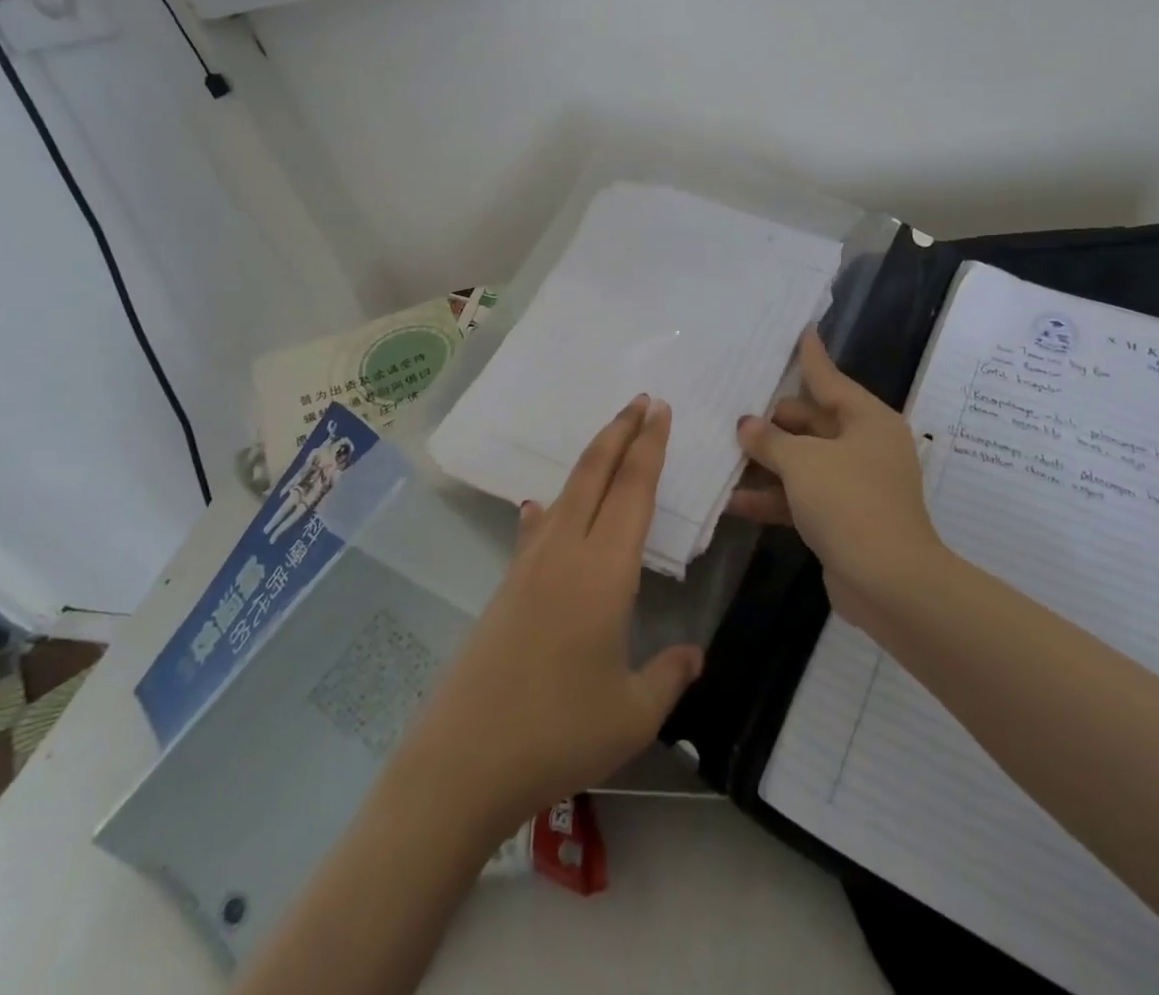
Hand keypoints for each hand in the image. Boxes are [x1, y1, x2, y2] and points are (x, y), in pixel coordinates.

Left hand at [392, 395, 702, 835]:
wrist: (464, 758)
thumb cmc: (558, 734)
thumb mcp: (632, 714)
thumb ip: (669, 677)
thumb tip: (694, 655)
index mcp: (604, 572)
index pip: (633, 491)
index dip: (649, 447)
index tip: (660, 410)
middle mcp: (566, 552)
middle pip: (595, 474)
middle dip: (620, 431)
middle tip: (643, 400)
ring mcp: (529, 564)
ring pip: (566, 492)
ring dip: (592, 458)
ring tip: (611, 439)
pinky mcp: (507, 584)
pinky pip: (536, 528)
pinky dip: (550, 507)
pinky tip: (542, 508)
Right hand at [731, 328, 945, 620]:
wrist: (889, 582)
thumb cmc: (849, 502)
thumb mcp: (802, 462)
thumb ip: (770, 440)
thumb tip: (748, 425)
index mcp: (867, 421)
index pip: (829, 379)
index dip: (810, 357)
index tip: (800, 331)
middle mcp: (864, 446)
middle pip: (810, 422)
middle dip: (772, 422)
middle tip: (732, 412)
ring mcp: (854, 484)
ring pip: (802, 461)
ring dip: (767, 462)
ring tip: (723, 454)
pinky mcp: (842, 517)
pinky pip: (802, 496)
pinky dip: (773, 497)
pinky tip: (734, 501)